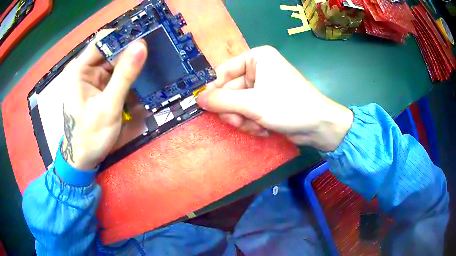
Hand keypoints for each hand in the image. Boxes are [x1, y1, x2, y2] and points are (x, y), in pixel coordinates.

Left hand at [60, 32, 146, 169]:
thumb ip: (124, 76)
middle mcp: (85, 69)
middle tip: (154, 50)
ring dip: (130, 62)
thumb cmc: (90, 136)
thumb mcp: (108, 107)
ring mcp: (92, 78)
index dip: (123, 36)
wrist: (83, 159)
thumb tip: (142, 45)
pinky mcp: (99, 86)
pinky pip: (115, 73)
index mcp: (79, 69)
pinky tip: (140, 76)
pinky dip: (127, 74)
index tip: (146, 36)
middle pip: (110, 49)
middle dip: (129, 49)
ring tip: (151, 62)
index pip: (103, 40)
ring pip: (114, 60)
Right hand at [197, 46, 352, 151]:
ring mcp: (262, 87)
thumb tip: (198, 99)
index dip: (214, 90)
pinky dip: (253, 124)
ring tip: (257, 126)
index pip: (223, 72)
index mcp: (256, 58)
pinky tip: (264, 129)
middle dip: (234, 110)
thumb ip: (222, 101)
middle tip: (239, 121)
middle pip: (230, 91)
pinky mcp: (266, 103)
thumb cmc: (288, 106)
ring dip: (244, 120)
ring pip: (237, 105)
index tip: (207, 107)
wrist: (318, 126)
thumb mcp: (252, 103)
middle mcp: (258, 70)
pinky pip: (248, 113)